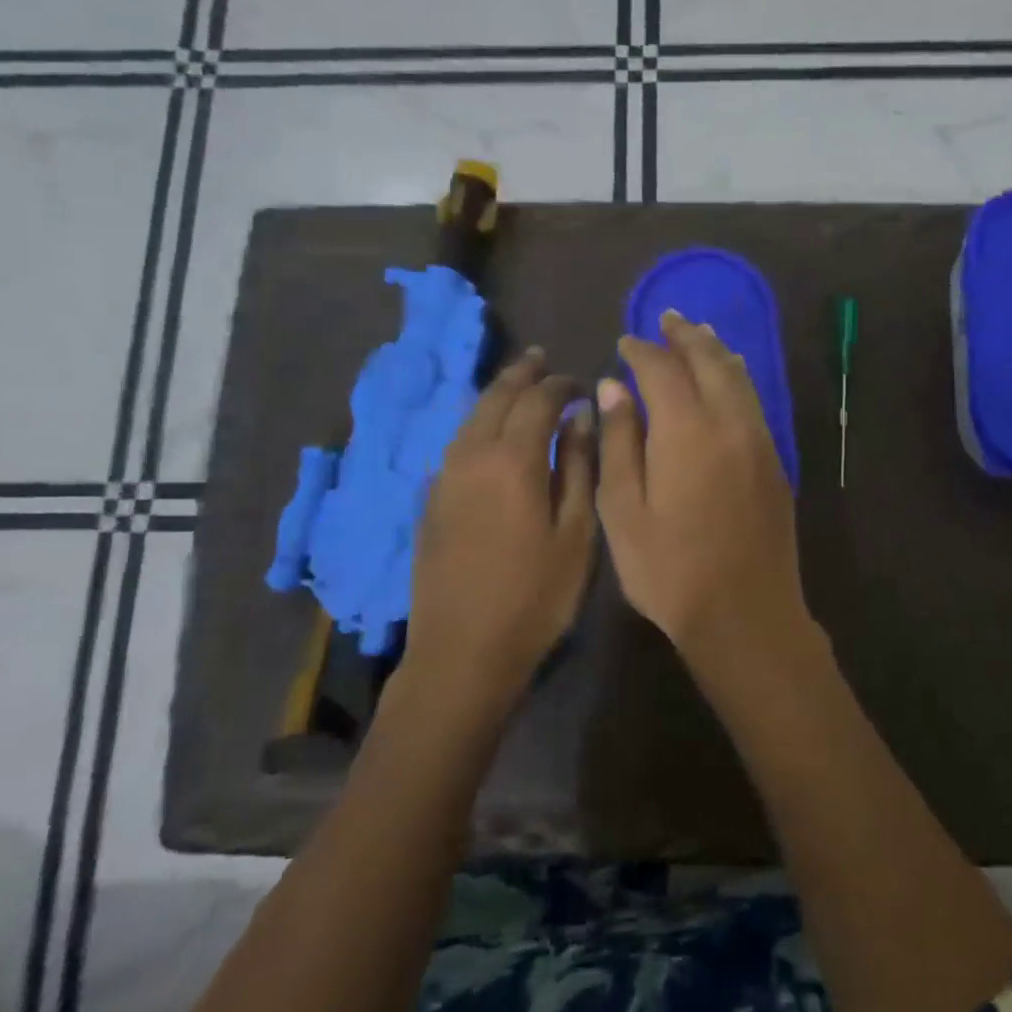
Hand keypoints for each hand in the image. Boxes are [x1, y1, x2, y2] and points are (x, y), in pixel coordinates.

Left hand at [401, 349, 596, 712]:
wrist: (463, 651)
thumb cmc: (536, 596)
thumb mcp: (576, 534)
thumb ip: (580, 469)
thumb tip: (581, 419)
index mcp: (512, 460)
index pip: (538, 401)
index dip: (561, 385)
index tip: (581, 382)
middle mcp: (471, 456)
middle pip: (496, 399)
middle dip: (522, 375)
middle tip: (542, 359)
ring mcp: (443, 478)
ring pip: (470, 419)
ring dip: (496, 396)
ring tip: (516, 384)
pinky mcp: (430, 502)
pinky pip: (456, 445)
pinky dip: (478, 425)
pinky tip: (488, 434)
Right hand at [596, 311, 813, 683]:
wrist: (746, 615)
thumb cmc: (670, 570)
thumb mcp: (624, 511)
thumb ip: (619, 441)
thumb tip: (614, 387)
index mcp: (687, 431)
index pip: (662, 369)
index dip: (640, 351)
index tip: (624, 342)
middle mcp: (729, 423)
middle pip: (710, 360)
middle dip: (685, 336)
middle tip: (666, 318)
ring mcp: (759, 441)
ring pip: (739, 377)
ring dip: (716, 350)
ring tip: (698, 334)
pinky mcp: (775, 463)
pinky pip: (754, 401)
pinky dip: (736, 377)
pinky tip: (728, 379)